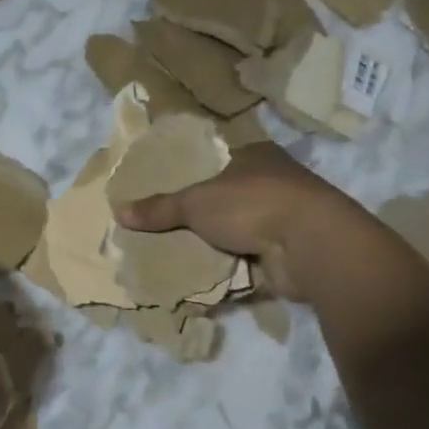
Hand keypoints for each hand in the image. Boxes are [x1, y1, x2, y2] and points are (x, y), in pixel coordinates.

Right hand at [112, 143, 370, 300]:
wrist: (311, 245)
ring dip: (217, 241)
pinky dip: (231, 265)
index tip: (167, 189)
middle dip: (202, 212)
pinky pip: (249, 257)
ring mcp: (284, 217)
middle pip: (227, 196)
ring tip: (178, 252)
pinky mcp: (289, 250)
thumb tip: (118, 211)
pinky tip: (205, 273)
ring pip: (239, 228)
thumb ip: (159, 208)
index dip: (194, 173)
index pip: (219, 159)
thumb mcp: (195, 203)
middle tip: (165, 225)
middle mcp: (274, 181)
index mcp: (256, 156)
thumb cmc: (252, 204)